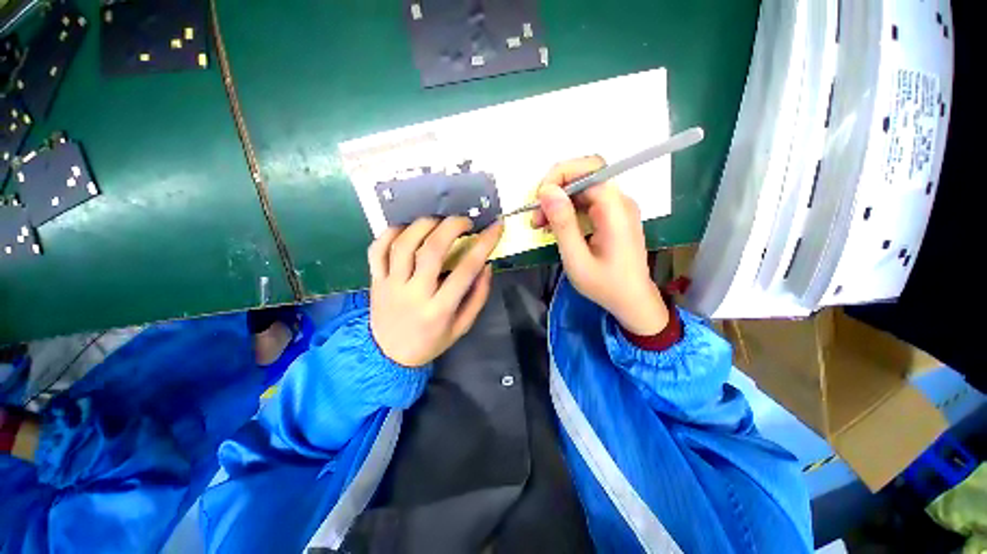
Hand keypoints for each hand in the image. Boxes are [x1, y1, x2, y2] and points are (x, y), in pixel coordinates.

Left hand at [368, 217, 503, 366]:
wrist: (389, 355)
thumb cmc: (430, 341)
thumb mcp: (462, 327)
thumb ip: (477, 297)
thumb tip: (486, 265)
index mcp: (439, 309)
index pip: (466, 270)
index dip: (484, 244)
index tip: (496, 227)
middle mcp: (414, 293)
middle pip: (431, 250)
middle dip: (452, 227)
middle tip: (465, 221)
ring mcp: (390, 285)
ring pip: (404, 244)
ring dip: (423, 225)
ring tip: (438, 222)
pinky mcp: (375, 280)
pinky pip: (377, 250)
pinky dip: (391, 233)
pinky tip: (407, 229)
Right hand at [532, 156, 668, 334]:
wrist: (632, 301)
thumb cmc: (605, 285)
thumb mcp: (577, 259)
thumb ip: (562, 224)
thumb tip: (546, 190)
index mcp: (615, 209)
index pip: (588, 170)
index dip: (558, 177)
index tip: (538, 201)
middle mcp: (620, 201)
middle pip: (584, 174)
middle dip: (555, 189)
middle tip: (536, 215)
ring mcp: (617, 207)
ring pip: (582, 188)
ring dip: (558, 201)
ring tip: (540, 224)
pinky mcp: (612, 216)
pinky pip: (585, 201)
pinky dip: (566, 210)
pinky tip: (554, 226)